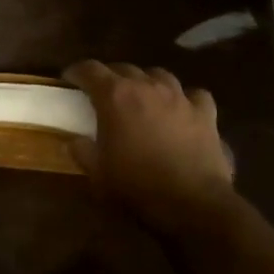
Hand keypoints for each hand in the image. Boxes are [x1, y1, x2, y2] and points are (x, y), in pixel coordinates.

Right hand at [66, 61, 237, 233]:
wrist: (192, 204)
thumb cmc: (137, 187)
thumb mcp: (98, 174)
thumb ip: (83, 151)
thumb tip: (75, 141)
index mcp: (115, 96)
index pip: (90, 70)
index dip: (76, 72)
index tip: (68, 79)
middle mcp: (147, 86)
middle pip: (123, 68)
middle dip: (110, 77)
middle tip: (103, 94)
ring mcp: (179, 97)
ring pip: (158, 75)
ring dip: (145, 82)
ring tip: (141, 96)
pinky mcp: (205, 113)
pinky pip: (193, 95)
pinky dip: (184, 99)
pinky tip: (181, 109)